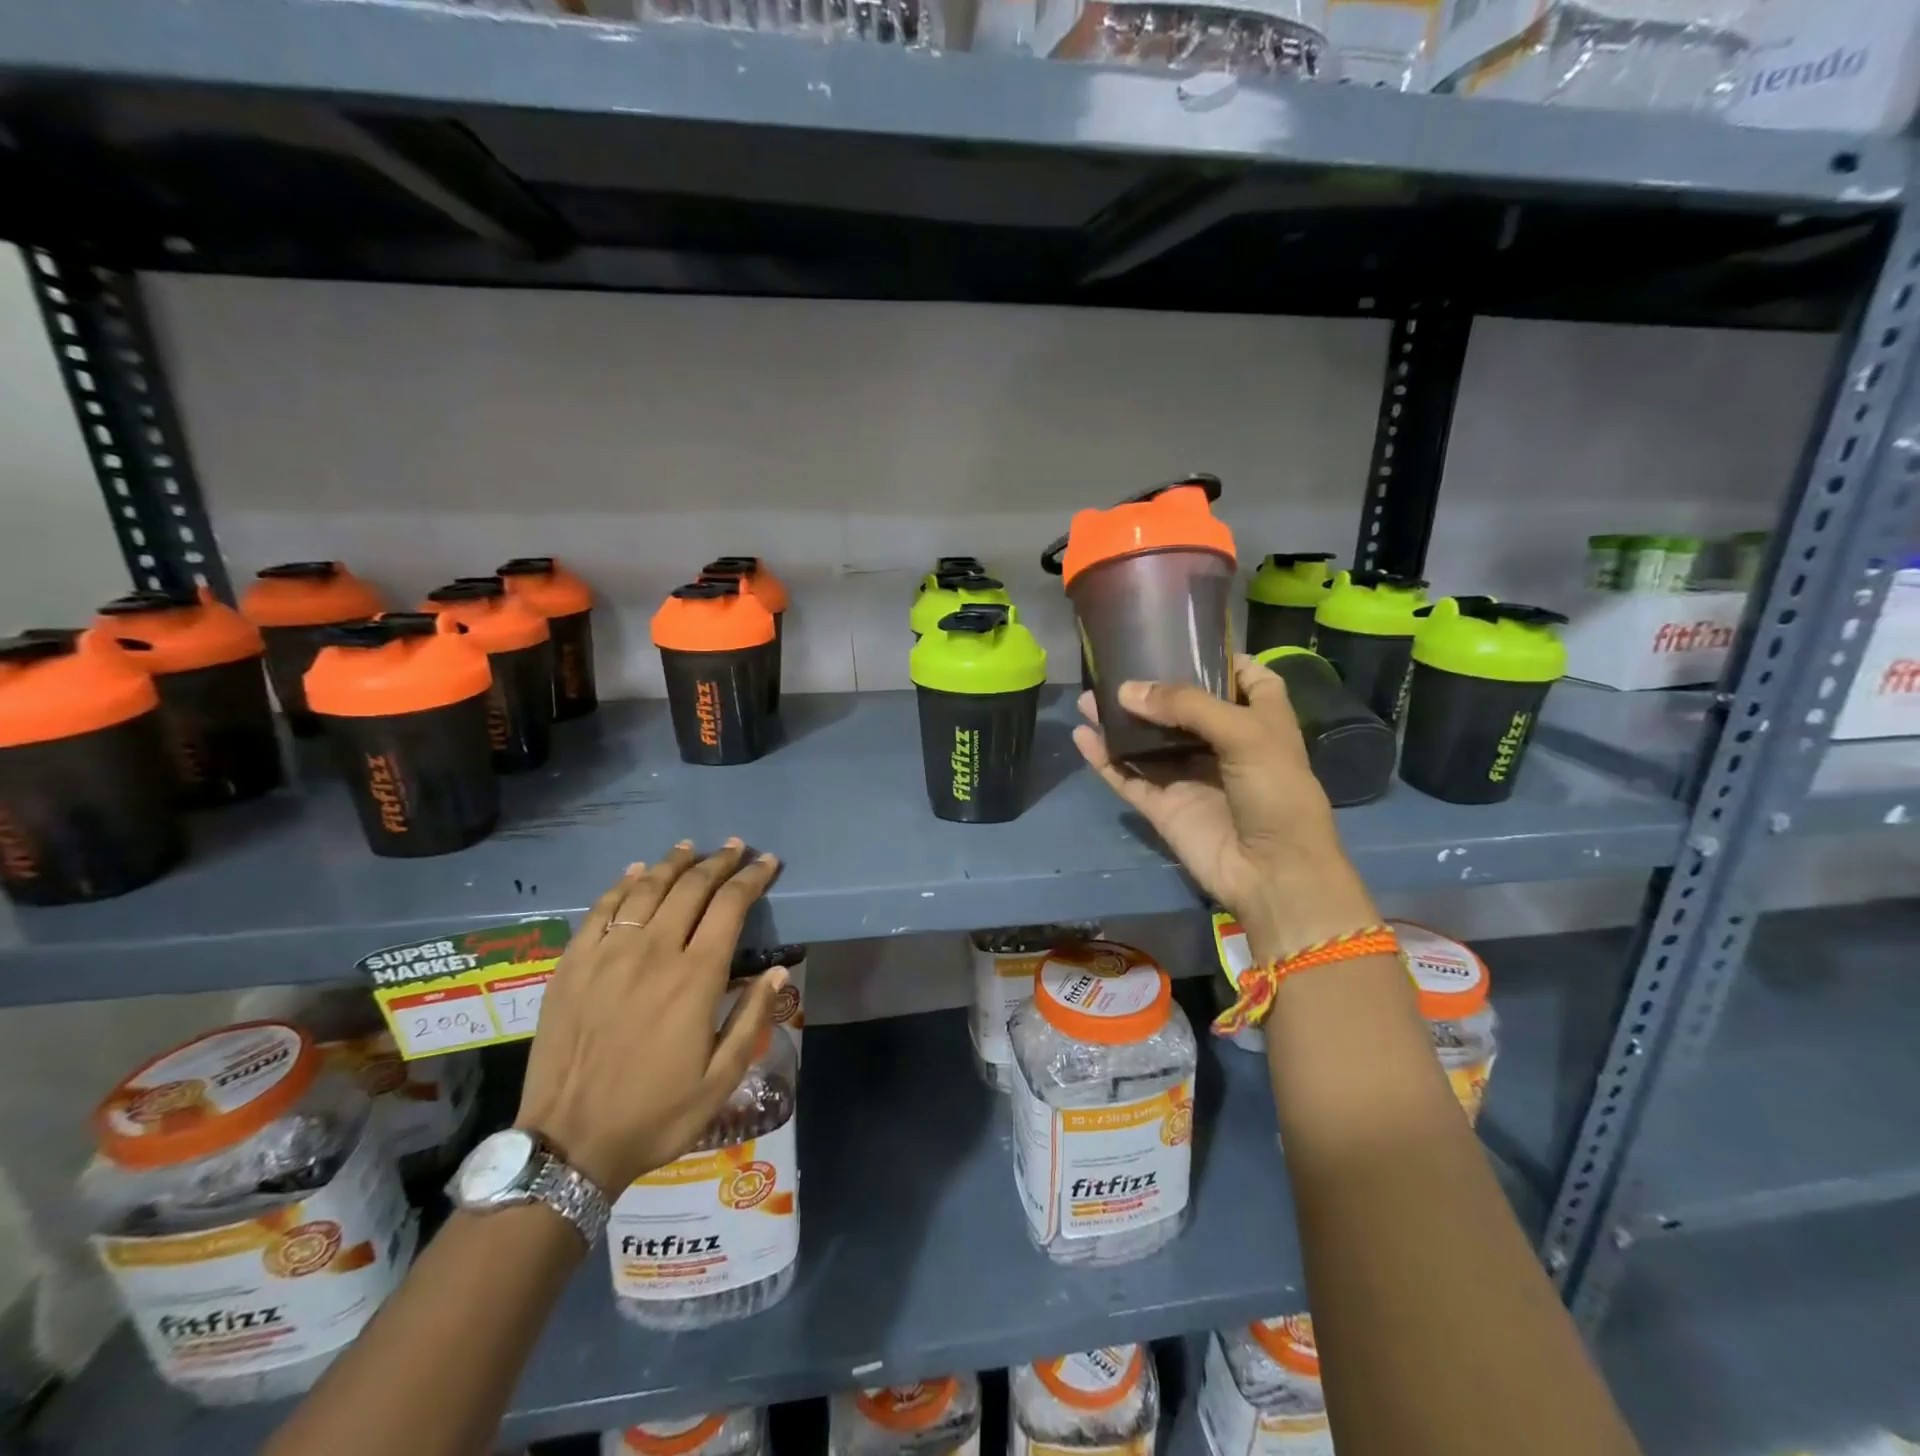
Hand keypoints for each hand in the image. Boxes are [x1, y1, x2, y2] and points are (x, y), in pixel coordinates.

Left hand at [516, 840, 784, 1191]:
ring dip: (673, 863)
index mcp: (695, 978)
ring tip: (691, 848)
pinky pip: (601, 909)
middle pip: (691, 887)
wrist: (568, 1145)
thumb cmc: (655, 1114)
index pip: (730, 906)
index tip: (767, 862)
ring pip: (645, 889)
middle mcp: (653, 953)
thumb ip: (752, 1020)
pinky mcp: (572, 965)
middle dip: (719, 862)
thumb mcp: (721, 1080)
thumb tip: (777, 972)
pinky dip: (622, 884)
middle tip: (736, 848)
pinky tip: (635, 872)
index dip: (752, 878)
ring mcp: (607, 955)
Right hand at [1073, 655, 1379, 961]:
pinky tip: (1083, 736)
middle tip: (1115, 667)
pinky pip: (1129, 777)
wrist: (1274, 874)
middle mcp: (1224, 745)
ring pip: (1148, 742)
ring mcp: (1191, 777)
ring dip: (1120, 722)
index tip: (1185, 642)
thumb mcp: (1245, 733)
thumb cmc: (1277, 793)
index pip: (1247, 679)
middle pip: (1184, 709)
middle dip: (1152, 688)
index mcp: (1260, 721)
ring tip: (1088, 699)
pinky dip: (1105, 759)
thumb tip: (1126, 691)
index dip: (1222, 660)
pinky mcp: (1165, 806)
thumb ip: (1187, 705)